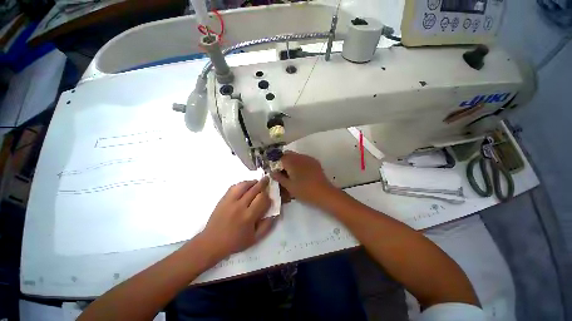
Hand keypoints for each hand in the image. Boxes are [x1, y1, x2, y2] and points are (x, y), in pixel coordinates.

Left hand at [200, 177, 273, 259]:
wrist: (212, 242)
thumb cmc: (235, 242)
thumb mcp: (255, 238)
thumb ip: (267, 226)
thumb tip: (275, 213)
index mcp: (249, 216)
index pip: (262, 199)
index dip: (267, 196)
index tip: (269, 197)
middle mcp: (240, 206)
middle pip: (254, 189)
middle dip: (263, 183)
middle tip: (267, 180)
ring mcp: (230, 201)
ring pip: (244, 185)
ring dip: (252, 182)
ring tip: (257, 182)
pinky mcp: (223, 199)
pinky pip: (234, 187)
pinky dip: (241, 184)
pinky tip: (245, 186)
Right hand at [270, 151, 336, 206]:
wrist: (324, 193)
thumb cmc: (304, 190)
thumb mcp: (289, 186)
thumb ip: (279, 178)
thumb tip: (272, 172)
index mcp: (291, 162)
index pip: (280, 157)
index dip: (276, 162)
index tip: (276, 170)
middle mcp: (299, 157)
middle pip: (288, 154)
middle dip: (284, 160)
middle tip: (283, 171)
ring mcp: (308, 158)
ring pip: (296, 155)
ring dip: (292, 161)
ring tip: (293, 173)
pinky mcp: (314, 161)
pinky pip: (304, 158)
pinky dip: (300, 162)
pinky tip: (302, 172)